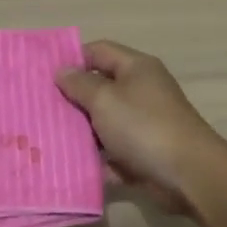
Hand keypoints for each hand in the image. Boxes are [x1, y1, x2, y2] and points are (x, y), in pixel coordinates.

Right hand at [55, 40, 226, 210]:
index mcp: (136, 68)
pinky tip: (67, 165)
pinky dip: (94, 159)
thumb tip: (62, 70)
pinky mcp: (142, 154)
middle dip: (71, 99)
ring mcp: (142, 124)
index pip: (98, 51)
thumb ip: (79, 84)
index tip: (42, 74)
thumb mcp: (105, 99)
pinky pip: (111, 153)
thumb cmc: (143, 127)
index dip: (71, 59)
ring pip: (103, 123)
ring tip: (44, 137)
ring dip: (79, 131)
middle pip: (99, 88)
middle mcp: (141, 92)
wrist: (188, 174)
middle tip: (38, 108)